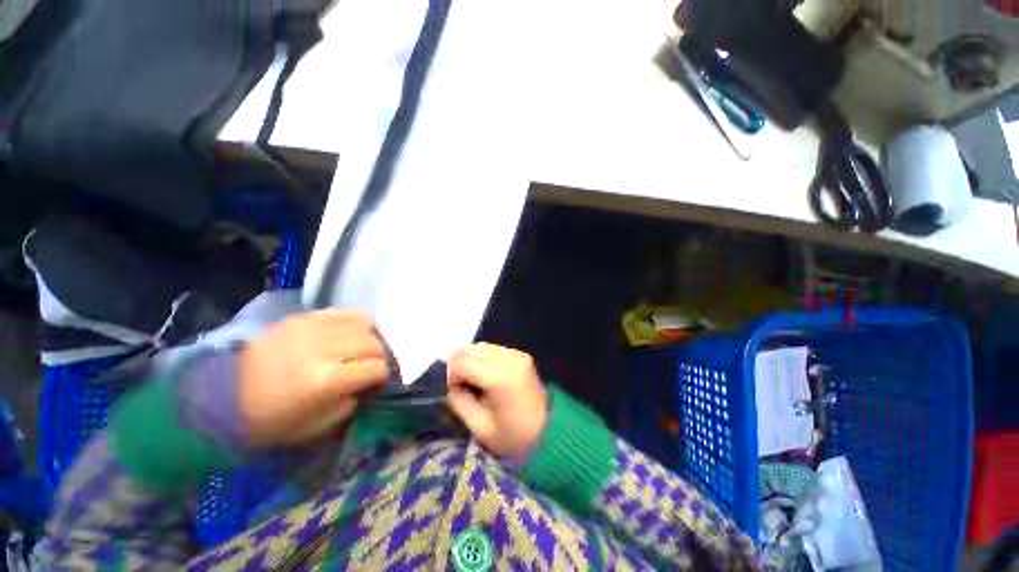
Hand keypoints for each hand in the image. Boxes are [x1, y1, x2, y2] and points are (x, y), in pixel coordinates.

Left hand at [238, 310, 388, 446]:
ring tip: (364, 349)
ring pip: (365, 324)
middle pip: (374, 344)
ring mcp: (313, 328)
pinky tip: (353, 333)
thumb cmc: (269, 420)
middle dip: (380, 357)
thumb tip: (369, 383)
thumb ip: (352, 401)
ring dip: (371, 339)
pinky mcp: (304, 317)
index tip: (379, 383)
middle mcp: (324, 349)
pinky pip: (345, 312)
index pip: (377, 369)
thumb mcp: (317, 426)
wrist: (222, 395)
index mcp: (326, 380)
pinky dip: (357, 322)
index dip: (383, 377)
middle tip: (374, 367)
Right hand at [446, 343, 547, 457]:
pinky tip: (485, 376)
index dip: (451, 375)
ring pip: (480, 346)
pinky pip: (492, 349)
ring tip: (473, 381)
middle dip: (459, 366)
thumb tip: (450, 385)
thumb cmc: (513, 437)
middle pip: (470, 349)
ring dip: (470, 361)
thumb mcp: (479, 428)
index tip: (453, 391)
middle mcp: (509, 358)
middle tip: (460, 386)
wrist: (549, 432)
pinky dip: (482, 359)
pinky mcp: (521, 354)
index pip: (462, 361)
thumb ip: (459, 401)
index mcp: (499, 376)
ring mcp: (517, 354)